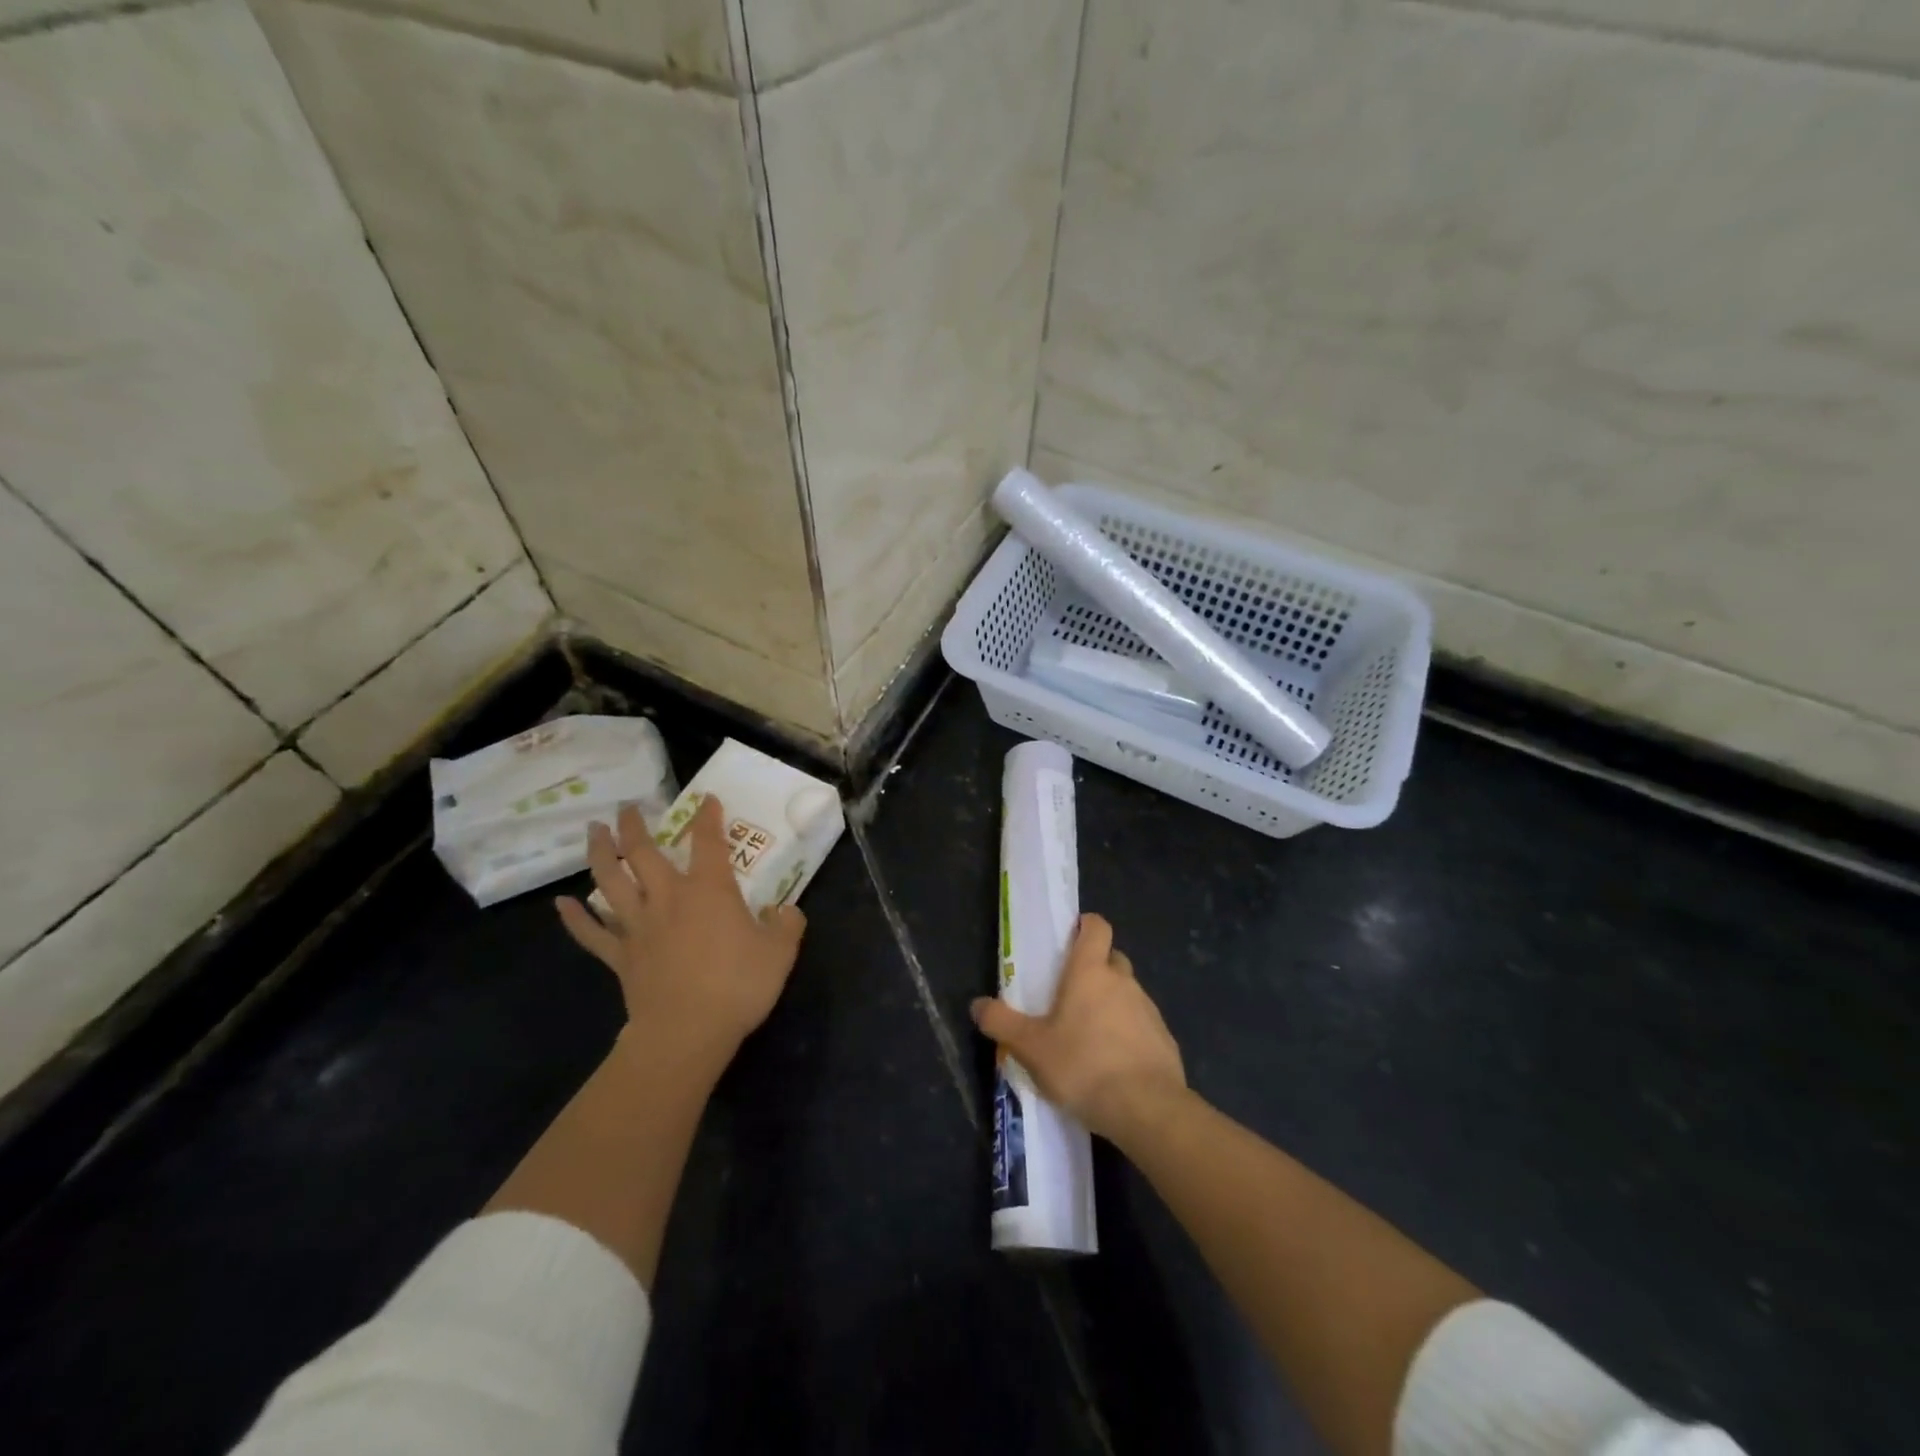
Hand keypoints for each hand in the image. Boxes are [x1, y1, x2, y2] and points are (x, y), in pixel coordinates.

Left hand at [556, 796, 805, 1072]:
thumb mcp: (780, 952)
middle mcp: (668, 898)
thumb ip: (786, 924)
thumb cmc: (738, 986)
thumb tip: (785, 910)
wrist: (687, 1033)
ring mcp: (639, 926)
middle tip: (626, 808)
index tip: (706, 799)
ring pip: (611, 881)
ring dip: (600, 853)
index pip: (708, 842)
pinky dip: (575, 918)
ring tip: (592, 831)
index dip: (707, 817)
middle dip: (634, 826)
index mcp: (709, 891)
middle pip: (643, 852)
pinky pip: (592, 933)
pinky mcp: (621, 956)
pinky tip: (561, 903)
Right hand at [970, 913, 1186, 1147]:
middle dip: (1095, 969)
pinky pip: (1142, 1025)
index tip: (1071, 939)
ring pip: (1127, 993)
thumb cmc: (1083, 1066)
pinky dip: (1128, 1034)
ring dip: (1111, 1004)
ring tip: (1088, 1037)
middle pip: (1112, 959)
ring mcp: (1148, 1009)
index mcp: (1090, 972)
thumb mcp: (1031, 1048)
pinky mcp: (1164, 1039)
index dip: (1086, 926)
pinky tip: (1113, 1064)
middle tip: (1071, 994)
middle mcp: (1123, 981)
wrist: (1147, 1109)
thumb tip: (977, 1004)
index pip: (1097, 927)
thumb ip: (1002, 1023)